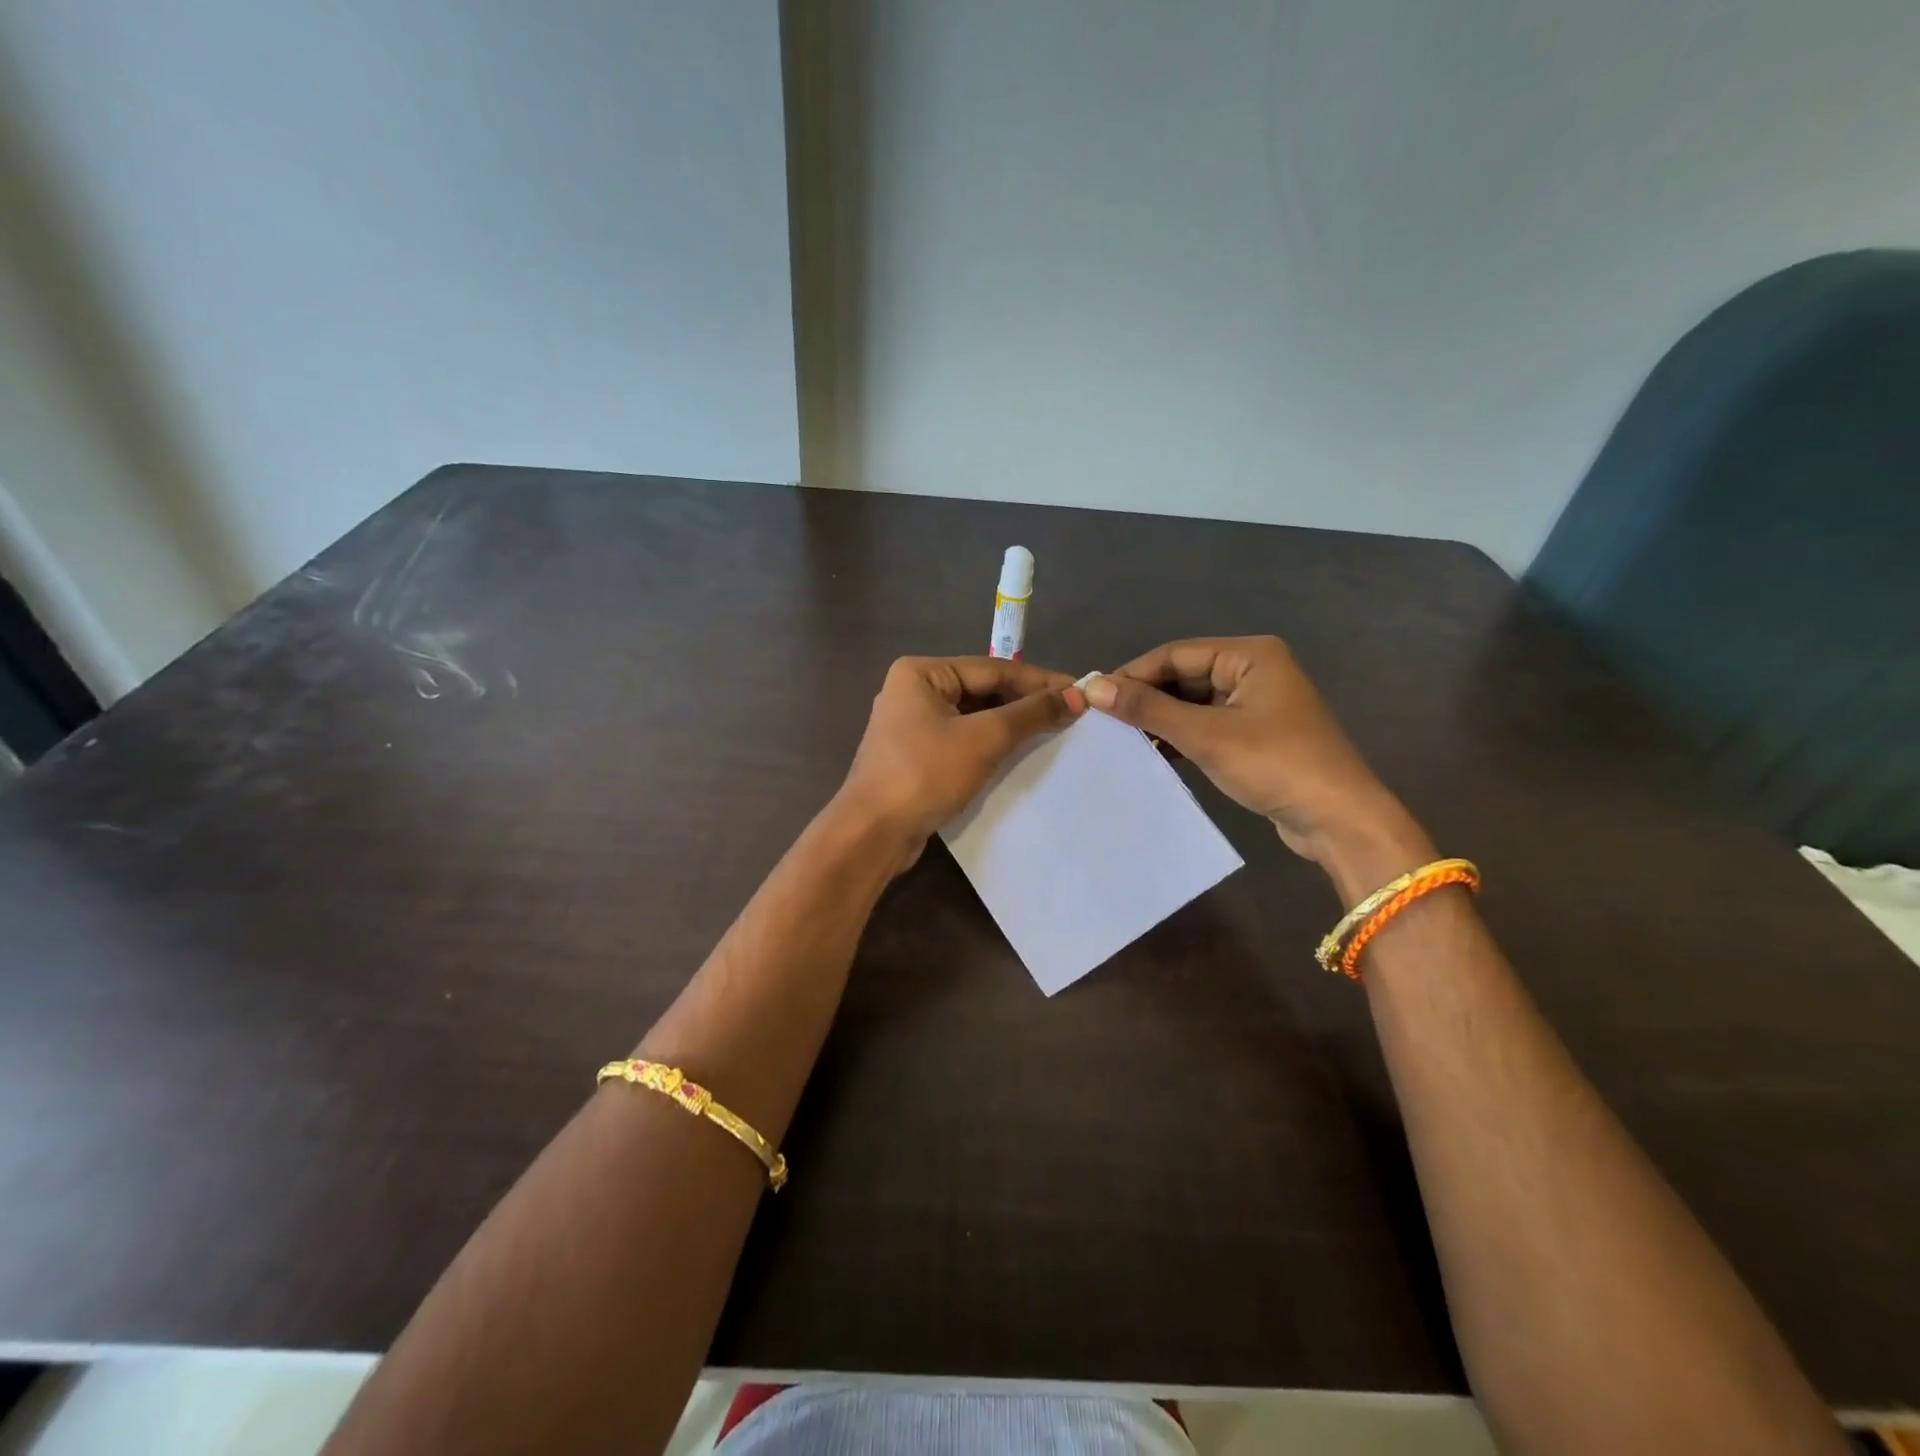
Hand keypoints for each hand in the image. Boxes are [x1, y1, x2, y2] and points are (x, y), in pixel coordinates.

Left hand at [838, 656, 1084, 864]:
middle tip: (1071, 713)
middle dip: (1025, 702)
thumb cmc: (925, 774)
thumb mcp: (983, 739)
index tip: (1080, 690)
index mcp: (921, 673)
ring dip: (1010, 724)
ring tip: (1054, 731)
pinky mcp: (916, 755)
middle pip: (982, 690)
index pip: (992, 669)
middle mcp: (913, 691)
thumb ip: (1029, 714)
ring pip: (973, 716)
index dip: (1039, 681)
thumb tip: (1075, 696)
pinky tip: (1019, 753)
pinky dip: (990, 744)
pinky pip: (962, 739)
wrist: (872, 833)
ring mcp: (912, 725)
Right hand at [1084, 637, 1429, 878]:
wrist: (1337, 820)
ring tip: (1120, 738)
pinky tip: (1152, 753)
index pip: (1175, 653)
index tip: (1093, 698)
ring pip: (1193, 703)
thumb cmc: (1274, 765)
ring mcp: (1256, 703)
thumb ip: (1149, 710)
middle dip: (1146, 698)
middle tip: (1103, 721)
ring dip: (1160, 720)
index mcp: (1250, 655)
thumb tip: (1093, 689)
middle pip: (1184, 676)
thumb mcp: (1206, 735)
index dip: (1133, 674)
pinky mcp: (1255, 734)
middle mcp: (1254, 670)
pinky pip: (1206, 725)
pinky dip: (1180, 737)